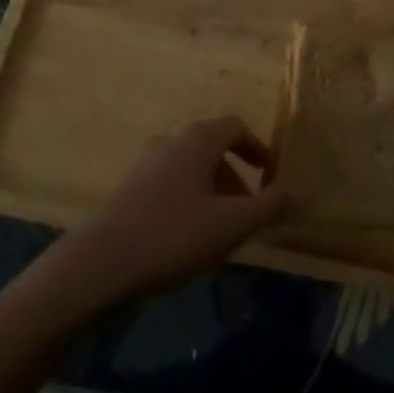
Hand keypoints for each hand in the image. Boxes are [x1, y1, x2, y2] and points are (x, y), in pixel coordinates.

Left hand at [62, 117, 288, 302]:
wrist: (99, 266)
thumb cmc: (173, 236)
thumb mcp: (232, 225)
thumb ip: (268, 206)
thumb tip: (294, 192)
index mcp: (199, 140)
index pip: (235, 126)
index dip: (256, 147)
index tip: (269, 174)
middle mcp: (172, 142)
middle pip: (213, 148)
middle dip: (235, 177)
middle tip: (247, 212)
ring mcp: (146, 165)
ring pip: (190, 169)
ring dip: (211, 193)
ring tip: (219, 232)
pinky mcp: (128, 191)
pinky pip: (169, 186)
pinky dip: (187, 202)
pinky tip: (186, 241)